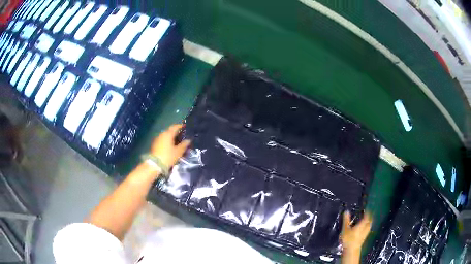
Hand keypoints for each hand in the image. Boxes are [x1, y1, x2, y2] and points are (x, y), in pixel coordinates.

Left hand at [150, 124, 190, 167]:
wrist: (154, 164)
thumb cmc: (168, 156)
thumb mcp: (178, 152)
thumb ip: (184, 145)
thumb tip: (188, 140)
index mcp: (168, 134)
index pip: (175, 126)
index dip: (181, 126)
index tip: (185, 127)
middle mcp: (162, 134)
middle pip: (170, 130)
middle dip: (176, 132)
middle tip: (183, 135)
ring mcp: (157, 139)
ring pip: (166, 135)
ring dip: (172, 137)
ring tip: (178, 141)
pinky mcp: (155, 144)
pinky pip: (163, 140)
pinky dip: (168, 141)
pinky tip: (171, 145)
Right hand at [341, 211, 371, 251]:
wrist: (351, 250)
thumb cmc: (348, 239)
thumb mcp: (345, 229)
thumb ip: (346, 220)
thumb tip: (346, 211)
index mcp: (362, 224)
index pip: (367, 216)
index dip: (367, 212)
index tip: (366, 210)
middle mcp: (365, 228)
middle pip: (369, 221)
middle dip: (369, 218)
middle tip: (367, 215)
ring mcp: (365, 234)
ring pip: (368, 226)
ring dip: (368, 223)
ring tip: (365, 222)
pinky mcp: (363, 239)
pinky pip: (366, 231)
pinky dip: (365, 229)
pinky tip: (362, 230)